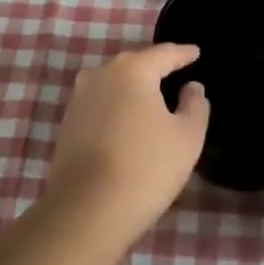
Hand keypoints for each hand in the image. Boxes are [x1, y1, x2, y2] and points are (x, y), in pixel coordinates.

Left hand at [45, 44, 209, 242]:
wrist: (86, 211)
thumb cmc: (146, 168)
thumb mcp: (187, 137)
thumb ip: (195, 105)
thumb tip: (191, 87)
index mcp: (133, 69)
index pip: (164, 53)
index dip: (183, 53)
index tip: (196, 53)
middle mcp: (102, 74)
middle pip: (135, 64)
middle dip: (155, 68)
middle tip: (176, 74)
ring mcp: (80, 98)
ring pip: (114, 84)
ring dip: (133, 88)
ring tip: (152, 99)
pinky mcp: (67, 123)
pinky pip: (100, 104)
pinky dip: (117, 107)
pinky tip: (127, 122)